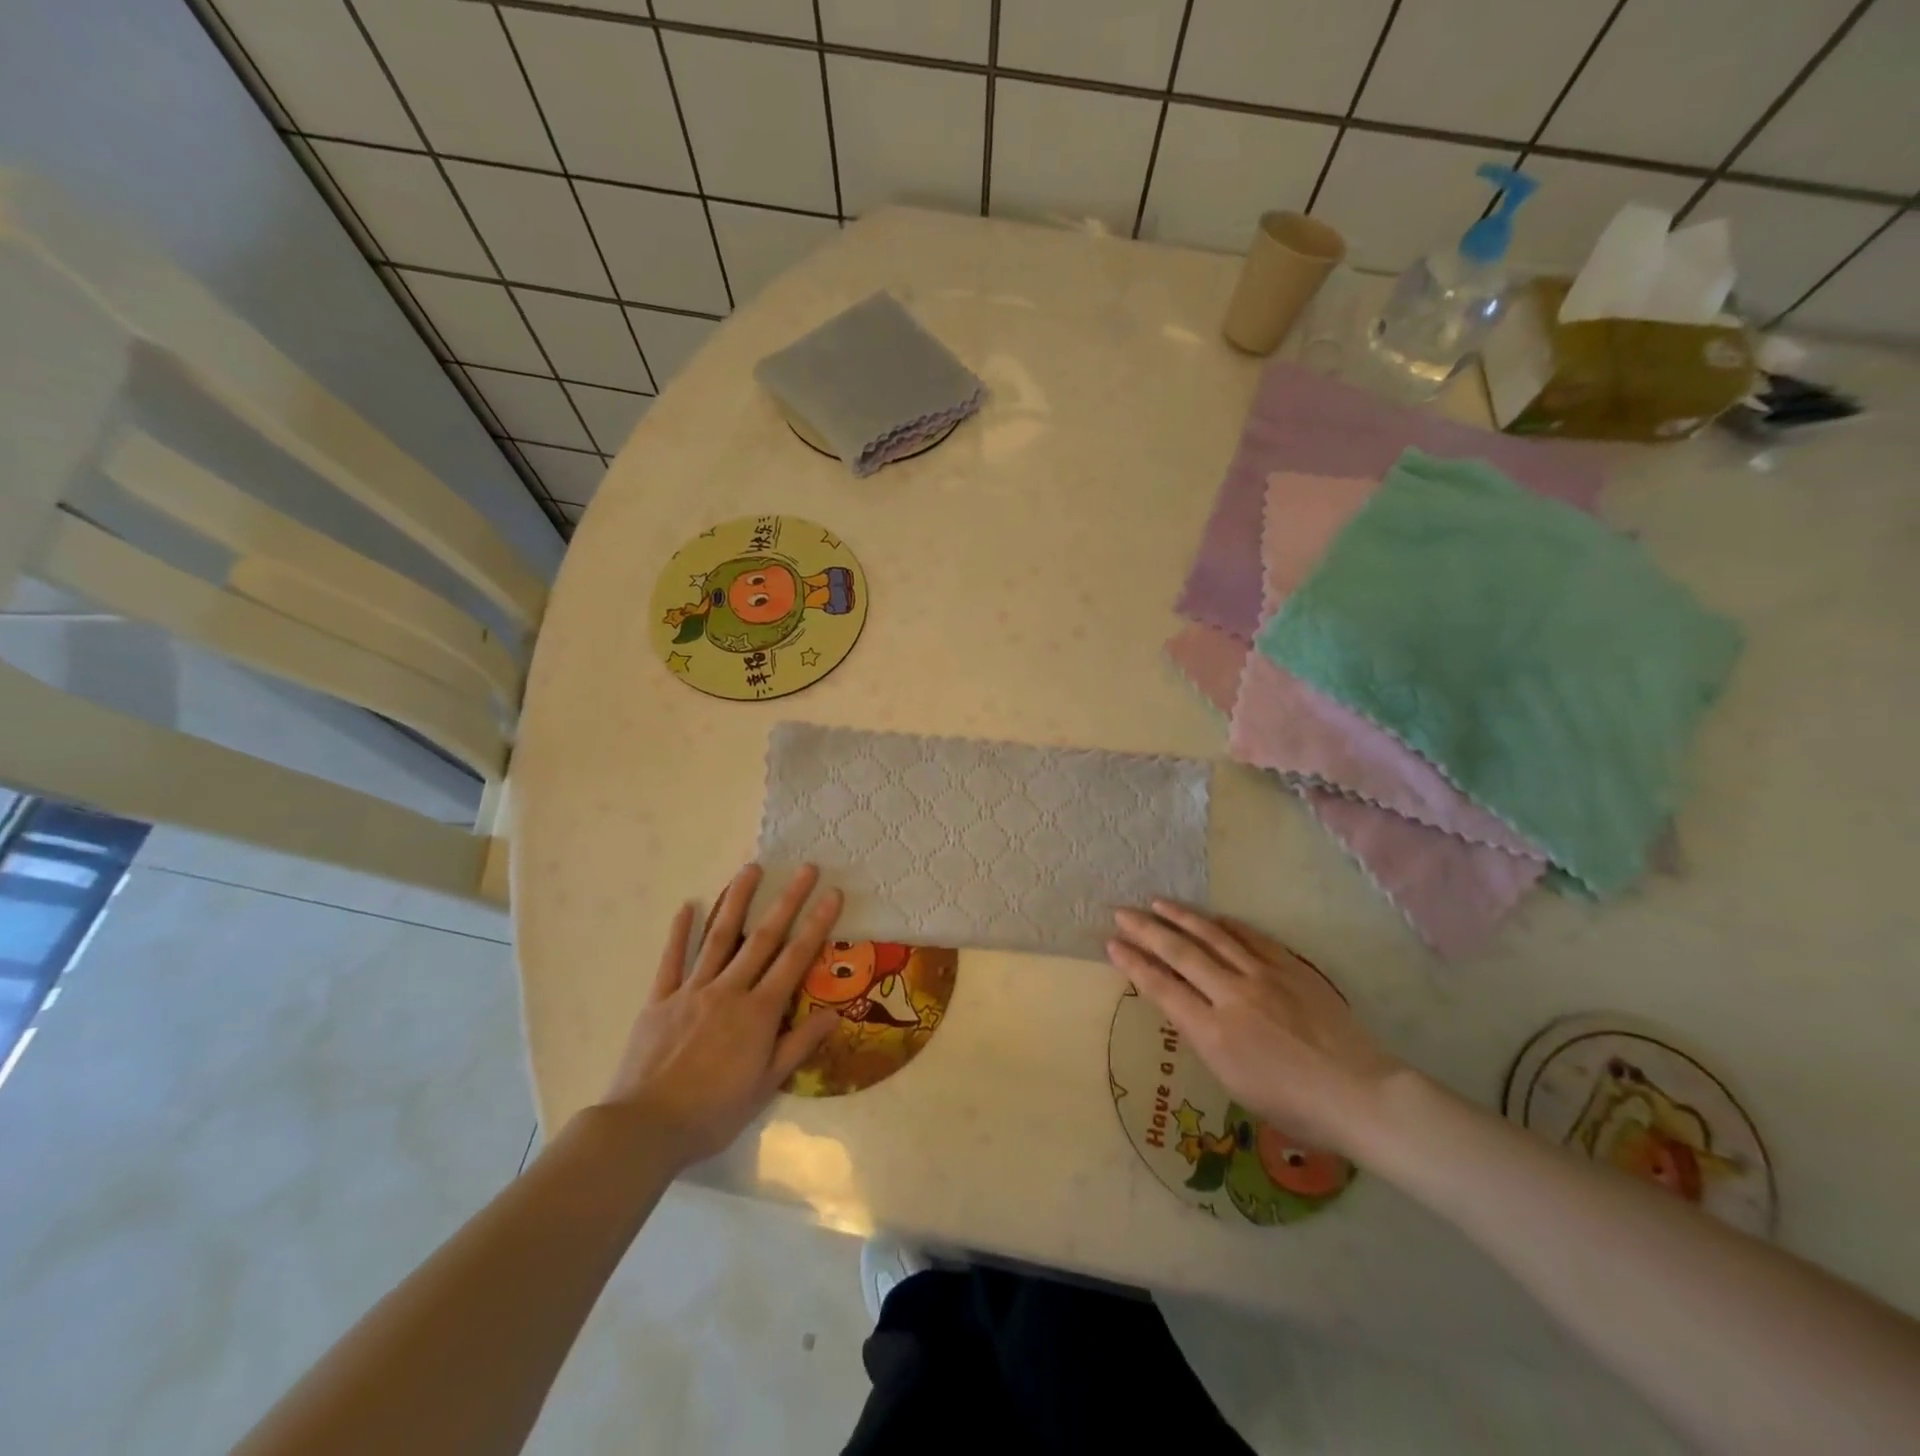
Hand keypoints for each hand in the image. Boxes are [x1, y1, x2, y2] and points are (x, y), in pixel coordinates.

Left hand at [598, 864, 839, 1168]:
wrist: (645, 1128)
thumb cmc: (713, 1112)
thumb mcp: (765, 1085)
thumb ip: (798, 1044)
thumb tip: (834, 1014)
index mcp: (758, 1012)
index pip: (795, 959)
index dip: (817, 924)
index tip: (833, 893)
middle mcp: (729, 990)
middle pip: (763, 938)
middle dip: (787, 900)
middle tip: (805, 868)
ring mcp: (691, 991)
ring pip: (719, 938)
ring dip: (737, 901)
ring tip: (751, 869)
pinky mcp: (660, 1000)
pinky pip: (672, 960)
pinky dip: (680, 932)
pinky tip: (687, 906)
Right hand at [1108, 902, 1404, 1155]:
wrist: (1360, 1095)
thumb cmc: (1295, 1107)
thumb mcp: (1234, 1083)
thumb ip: (1206, 1040)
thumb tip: (1187, 1009)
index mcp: (1214, 1032)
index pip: (1161, 988)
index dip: (1133, 964)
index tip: (1112, 944)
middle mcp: (1233, 996)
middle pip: (1180, 953)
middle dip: (1146, 930)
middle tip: (1121, 912)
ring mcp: (1264, 977)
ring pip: (1213, 936)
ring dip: (1181, 917)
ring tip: (1157, 903)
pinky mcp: (1291, 968)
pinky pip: (1252, 939)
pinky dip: (1227, 926)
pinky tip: (1212, 918)